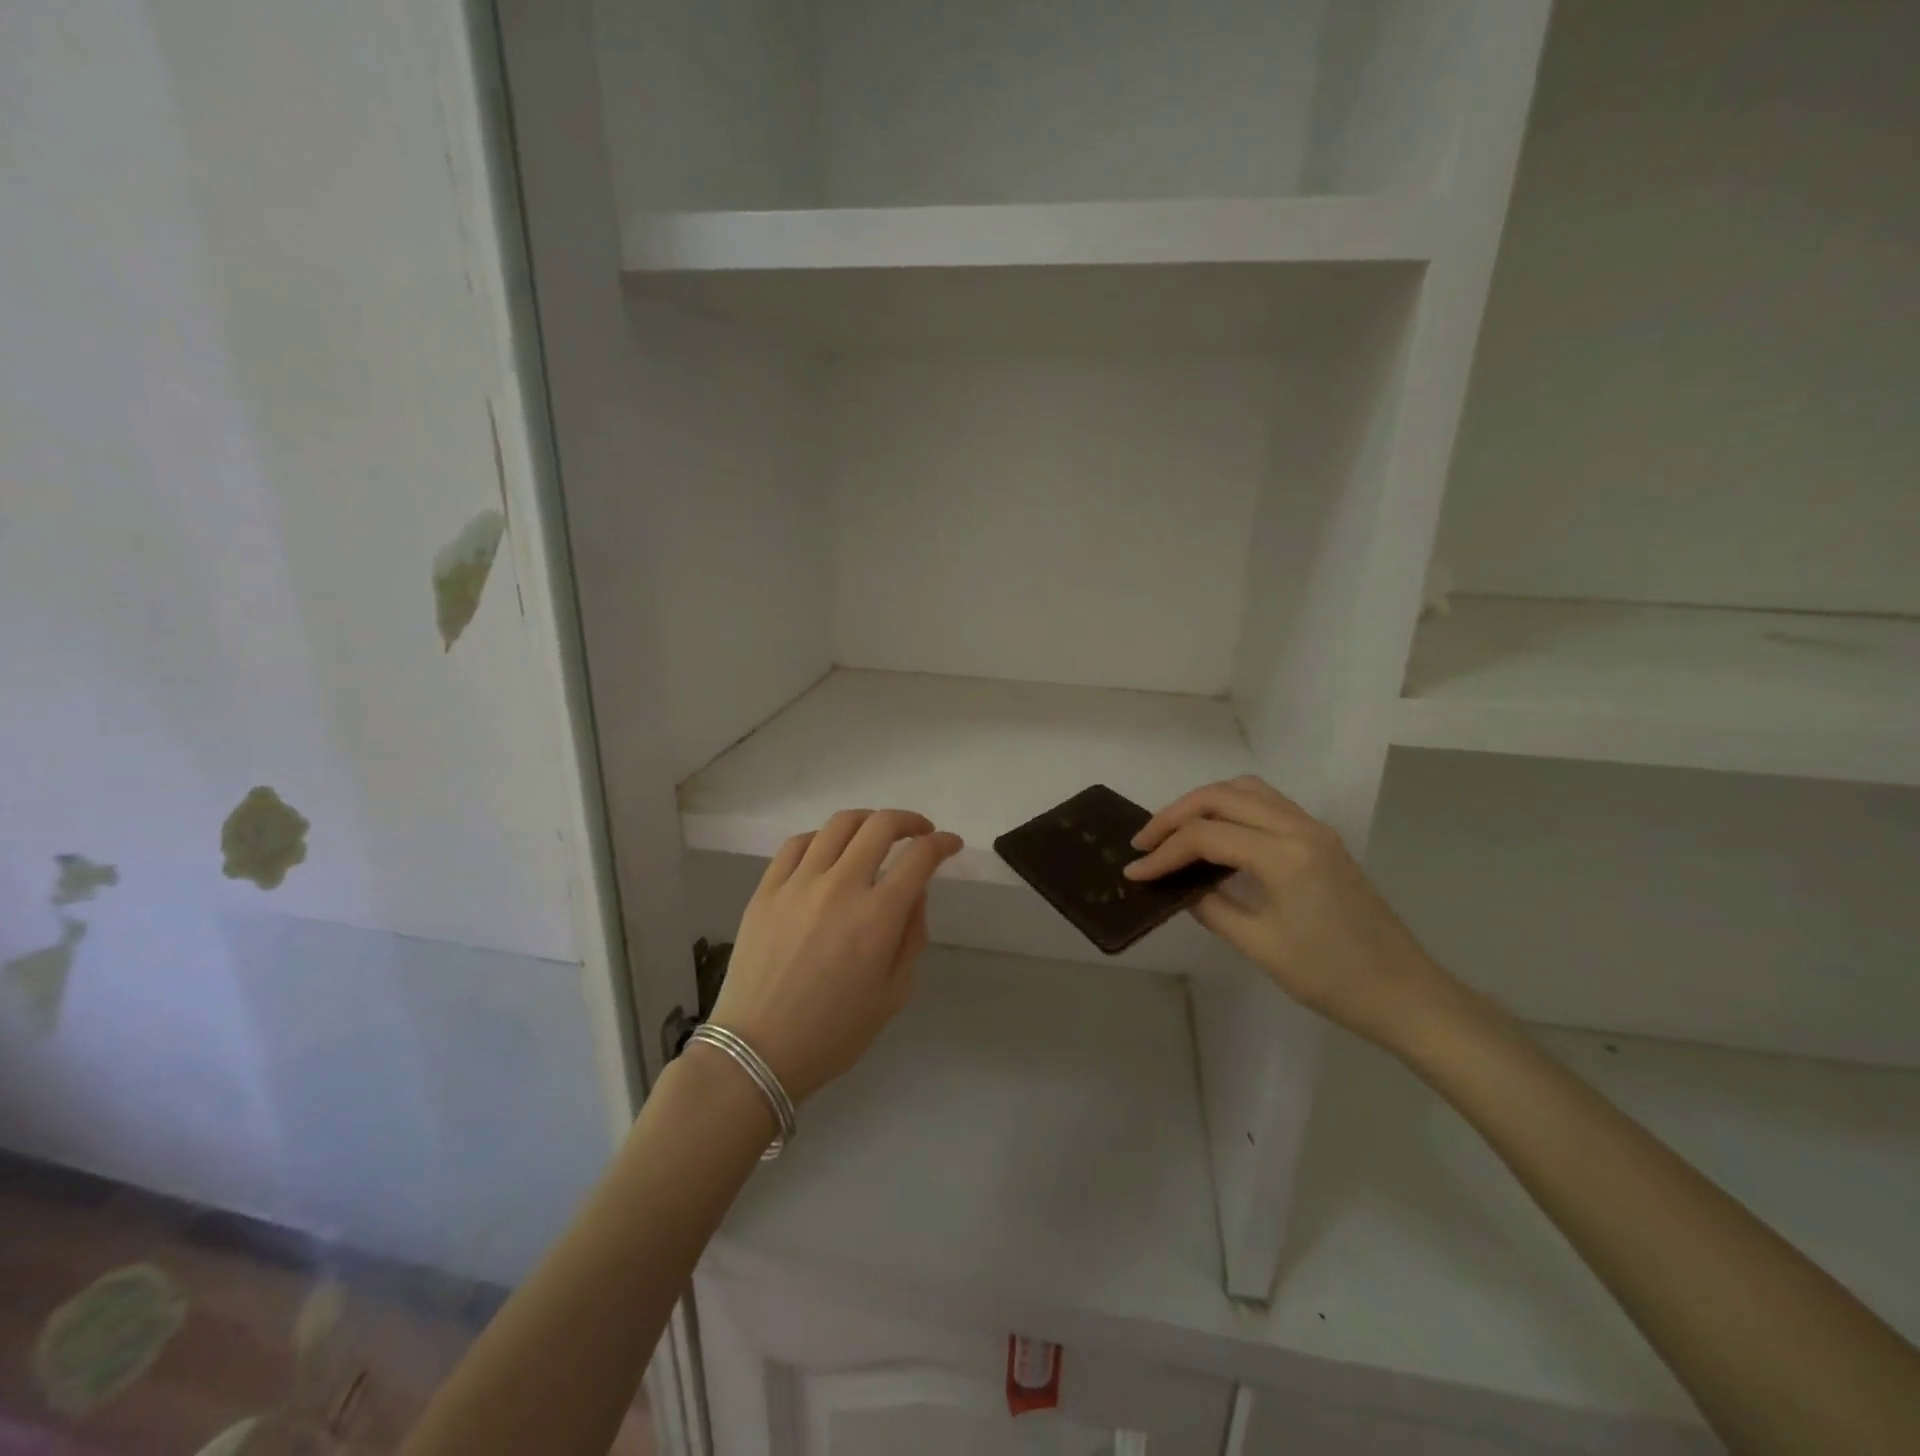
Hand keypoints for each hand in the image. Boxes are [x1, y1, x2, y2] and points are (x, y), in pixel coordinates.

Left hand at [707, 809, 962, 1104]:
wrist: (757, 1051)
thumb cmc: (834, 1032)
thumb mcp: (894, 993)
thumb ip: (912, 936)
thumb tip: (914, 893)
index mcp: (877, 916)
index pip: (919, 857)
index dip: (941, 844)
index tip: (950, 844)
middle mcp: (840, 886)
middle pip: (880, 825)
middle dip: (909, 821)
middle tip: (920, 832)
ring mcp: (798, 883)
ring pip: (839, 825)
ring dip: (868, 820)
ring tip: (876, 834)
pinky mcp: (766, 889)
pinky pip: (797, 844)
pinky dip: (822, 838)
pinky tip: (829, 851)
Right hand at [1125, 777, 1451, 1046]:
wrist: (1404, 993)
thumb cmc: (1331, 978)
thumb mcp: (1260, 945)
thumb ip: (1211, 907)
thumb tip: (1178, 887)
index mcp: (1284, 855)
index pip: (1206, 836)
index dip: (1164, 852)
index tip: (1133, 872)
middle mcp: (1298, 827)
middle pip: (1221, 796)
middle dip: (1175, 815)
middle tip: (1145, 843)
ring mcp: (1313, 828)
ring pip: (1245, 790)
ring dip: (1203, 804)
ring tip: (1175, 834)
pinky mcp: (1320, 838)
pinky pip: (1266, 803)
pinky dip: (1231, 809)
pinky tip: (1216, 837)